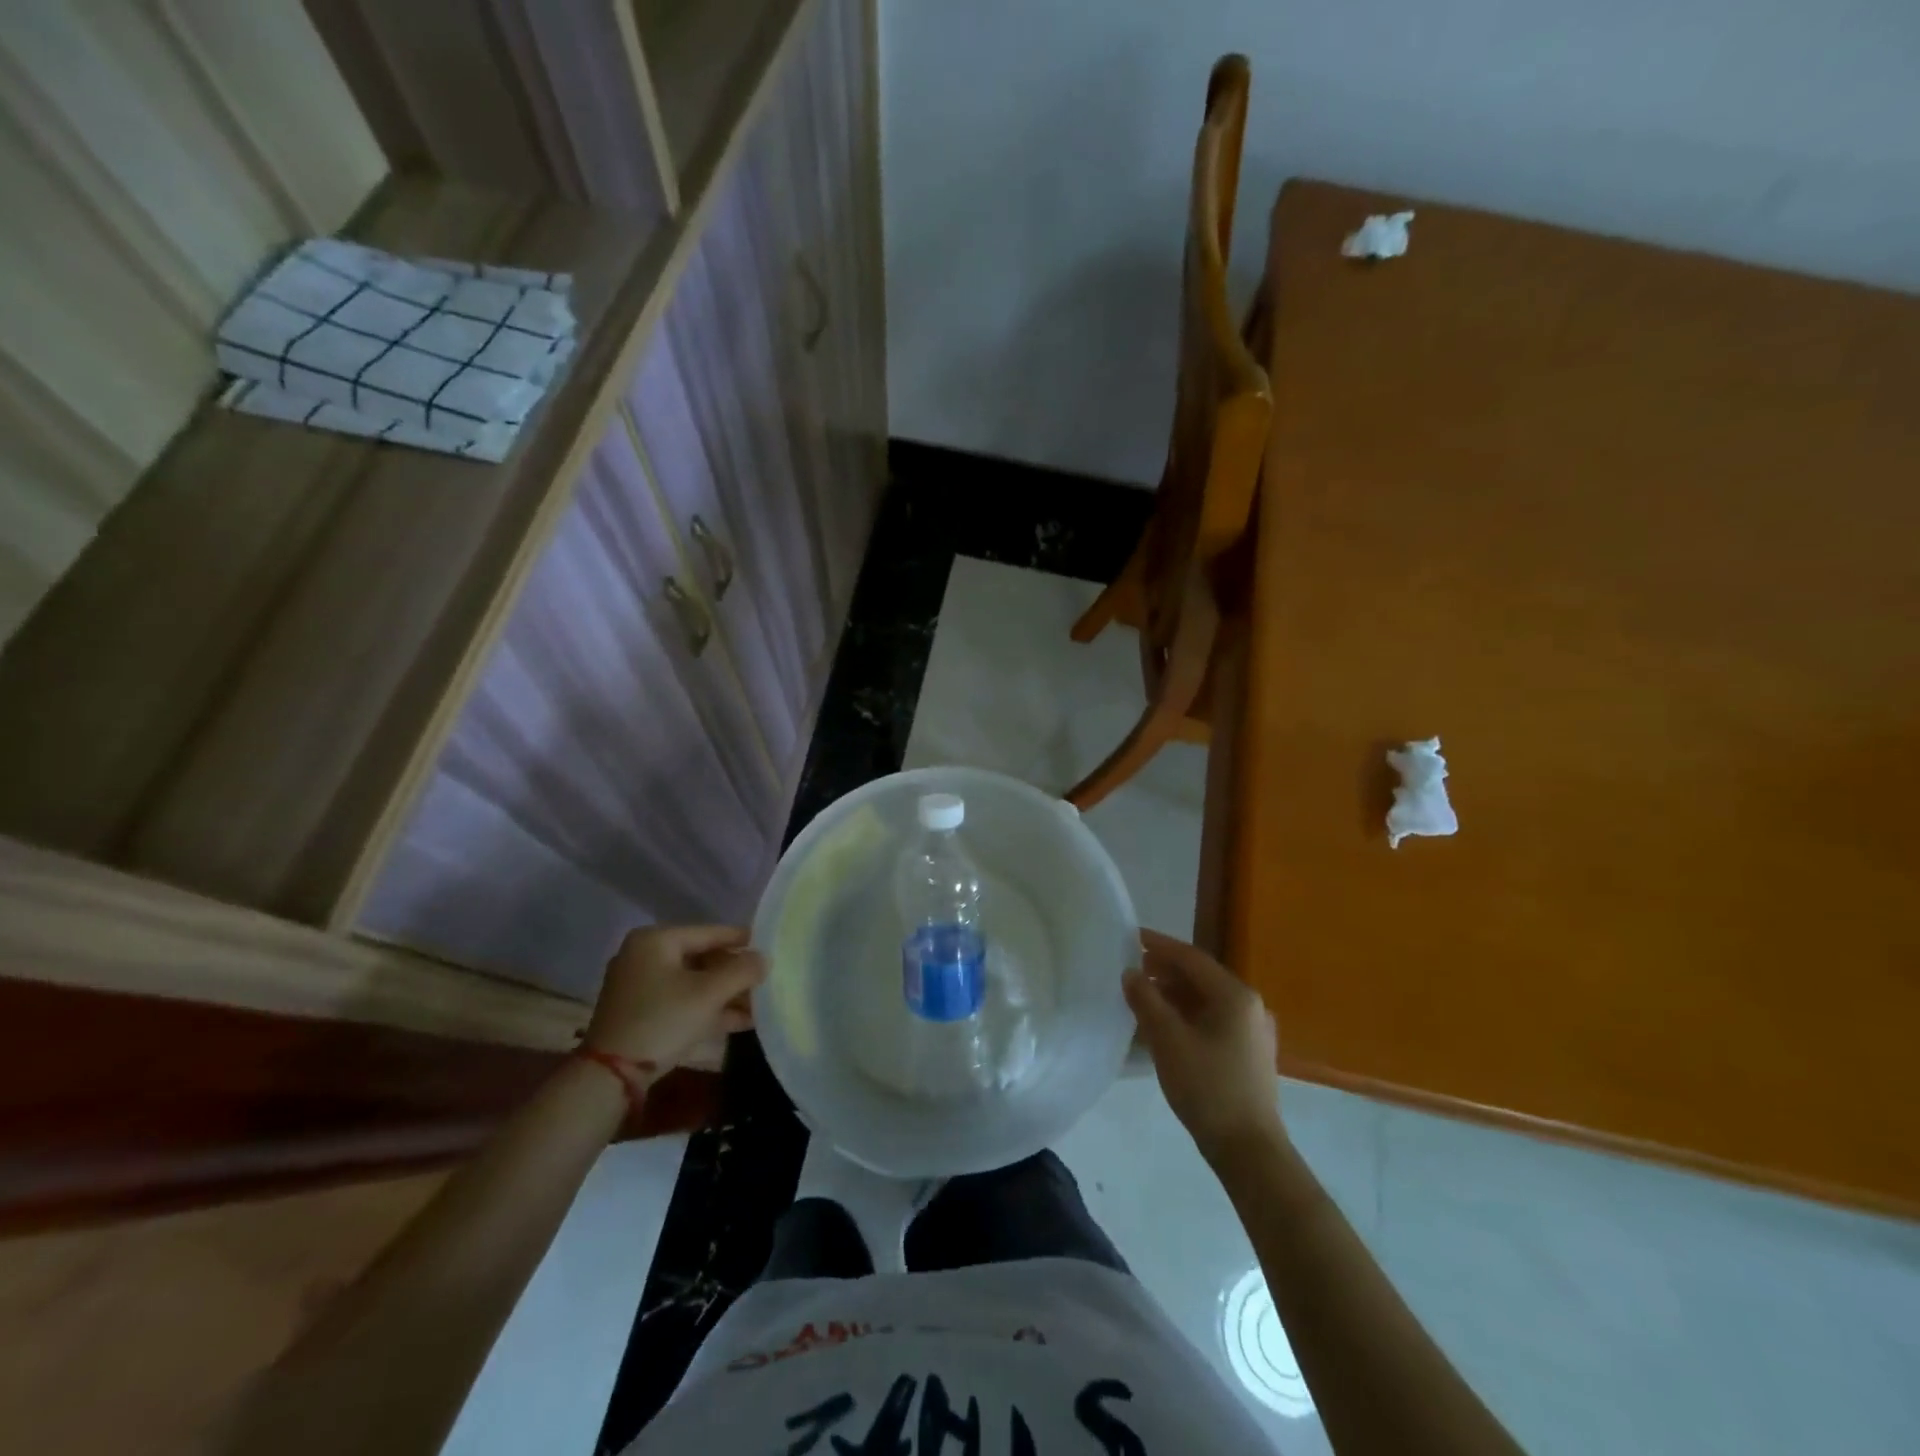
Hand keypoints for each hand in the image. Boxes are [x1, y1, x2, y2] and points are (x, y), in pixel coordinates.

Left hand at [584, 925, 765, 1075]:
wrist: (610, 1078)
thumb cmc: (662, 1020)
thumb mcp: (709, 994)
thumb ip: (742, 971)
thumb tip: (765, 958)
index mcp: (656, 940)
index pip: (710, 932)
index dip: (742, 940)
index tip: (771, 946)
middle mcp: (645, 956)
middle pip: (703, 958)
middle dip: (735, 974)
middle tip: (766, 980)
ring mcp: (641, 987)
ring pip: (694, 983)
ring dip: (726, 995)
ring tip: (761, 1004)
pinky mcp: (642, 1014)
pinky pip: (683, 1002)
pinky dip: (709, 1009)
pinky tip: (741, 1021)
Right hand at [1123, 929, 1283, 1161]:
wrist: (1249, 1150)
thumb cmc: (1207, 1088)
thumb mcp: (1168, 1041)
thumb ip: (1146, 1001)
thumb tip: (1130, 973)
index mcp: (1235, 995)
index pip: (1191, 958)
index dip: (1159, 945)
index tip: (1131, 937)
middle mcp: (1249, 1005)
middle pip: (1201, 977)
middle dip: (1165, 970)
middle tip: (1132, 968)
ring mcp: (1252, 1031)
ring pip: (1206, 1000)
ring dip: (1174, 994)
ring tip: (1142, 996)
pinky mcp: (1249, 1053)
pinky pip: (1213, 1020)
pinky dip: (1187, 1015)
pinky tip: (1164, 1027)